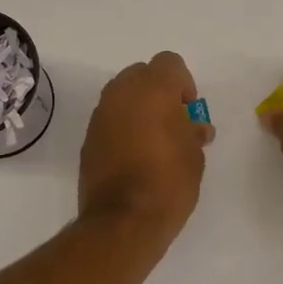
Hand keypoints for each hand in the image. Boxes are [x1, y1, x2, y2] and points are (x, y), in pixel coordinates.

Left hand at [78, 51, 213, 239]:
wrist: (122, 221)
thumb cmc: (168, 183)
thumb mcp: (194, 157)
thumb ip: (193, 133)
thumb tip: (194, 128)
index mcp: (152, 89)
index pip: (169, 62)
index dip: (183, 82)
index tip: (188, 109)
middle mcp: (122, 93)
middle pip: (142, 73)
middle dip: (158, 90)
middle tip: (172, 121)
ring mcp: (101, 114)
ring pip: (122, 93)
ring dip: (138, 106)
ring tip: (154, 139)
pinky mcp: (88, 136)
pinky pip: (110, 117)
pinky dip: (122, 125)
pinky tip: (134, 154)